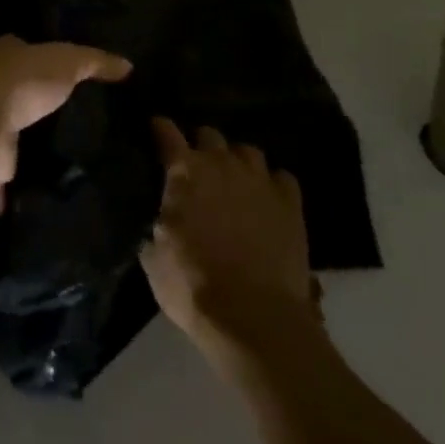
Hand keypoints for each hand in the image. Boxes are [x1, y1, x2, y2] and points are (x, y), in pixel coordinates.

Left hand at [0, 35, 131, 214]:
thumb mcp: (69, 60)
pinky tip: (32, 200)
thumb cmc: (25, 79)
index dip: (43, 63)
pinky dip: (8, 194)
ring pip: (6, 139)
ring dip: (20, 150)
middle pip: (15, 98)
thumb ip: (97, 62)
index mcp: (5, 56)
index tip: (68, 80)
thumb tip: (128, 66)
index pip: (26, 55)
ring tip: (56, 164)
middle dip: (33, 109)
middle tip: (68, 125)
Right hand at [140, 117, 318, 372]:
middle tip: (197, 165)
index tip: (156, 127)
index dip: (160, 128)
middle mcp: (221, 164)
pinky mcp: (290, 204)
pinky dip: (272, 184)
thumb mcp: (154, 258)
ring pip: (248, 151)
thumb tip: (157, 221)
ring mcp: (259, 181)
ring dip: (237, 161)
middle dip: (201, 145)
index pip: (167, 134)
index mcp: (184, 172)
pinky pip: (282, 178)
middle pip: (210, 135)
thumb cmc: (192, 285)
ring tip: (234, 179)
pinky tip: (267, 198)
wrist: (253, 316)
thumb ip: (155, 226)